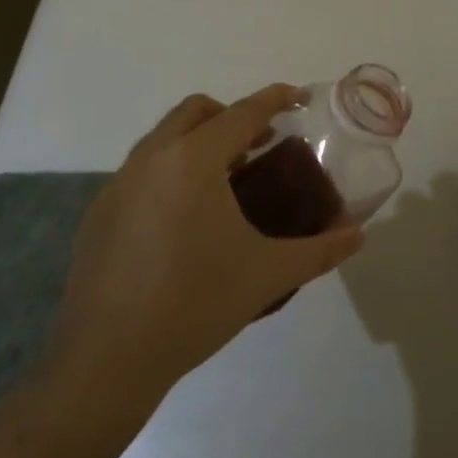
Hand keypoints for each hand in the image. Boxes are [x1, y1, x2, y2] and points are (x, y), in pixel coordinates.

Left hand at [44, 85, 364, 404]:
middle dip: (233, 116)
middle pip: (197, 111)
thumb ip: (319, 250)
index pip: (243, 112)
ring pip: (165, 138)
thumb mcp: (267, 274)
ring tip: (228, 183)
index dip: (276, 99)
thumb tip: (358, 235)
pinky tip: (185, 221)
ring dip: (200, 143)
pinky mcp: (99, 212)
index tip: (300, 96)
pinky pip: (143, 170)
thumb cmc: (195, 306)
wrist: (106, 361)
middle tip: (261, 144)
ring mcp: (119, 183)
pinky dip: (171, 172)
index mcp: (193, 161)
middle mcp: (153, 158)